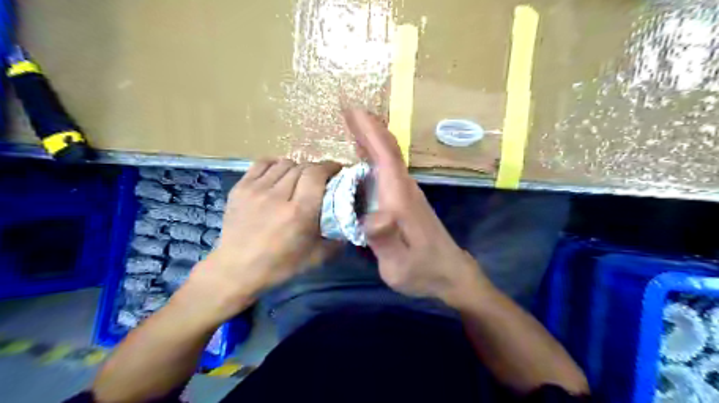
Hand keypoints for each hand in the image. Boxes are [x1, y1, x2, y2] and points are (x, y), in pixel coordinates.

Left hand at [184, 159, 341, 318]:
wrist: (236, 270)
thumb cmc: (279, 266)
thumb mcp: (316, 257)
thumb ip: (337, 239)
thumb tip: (350, 222)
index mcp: (299, 212)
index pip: (316, 174)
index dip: (330, 167)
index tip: (337, 170)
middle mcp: (278, 196)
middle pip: (302, 167)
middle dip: (316, 169)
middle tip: (321, 178)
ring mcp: (256, 189)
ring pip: (284, 163)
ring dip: (297, 167)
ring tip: (299, 178)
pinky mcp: (240, 188)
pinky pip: (262, 164)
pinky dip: (275, 164)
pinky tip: (279, 174)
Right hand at [342, 109, 488, 306]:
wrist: (451, 275)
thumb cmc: (423, 271)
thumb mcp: (399, 265)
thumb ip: (385, 240)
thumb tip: (371, 215)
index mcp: (401, 198)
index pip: (386, 156)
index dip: (370, 132)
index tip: (353, 111)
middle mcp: (405, 189)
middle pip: (388, 151)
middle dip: (369, 128)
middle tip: (348, 110)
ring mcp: (407, 194)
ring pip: (389, 158)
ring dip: (372, 139)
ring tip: (352, 126)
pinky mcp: (407, 201)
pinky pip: (388, 170)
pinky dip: (376, 157)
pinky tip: (365, 158)